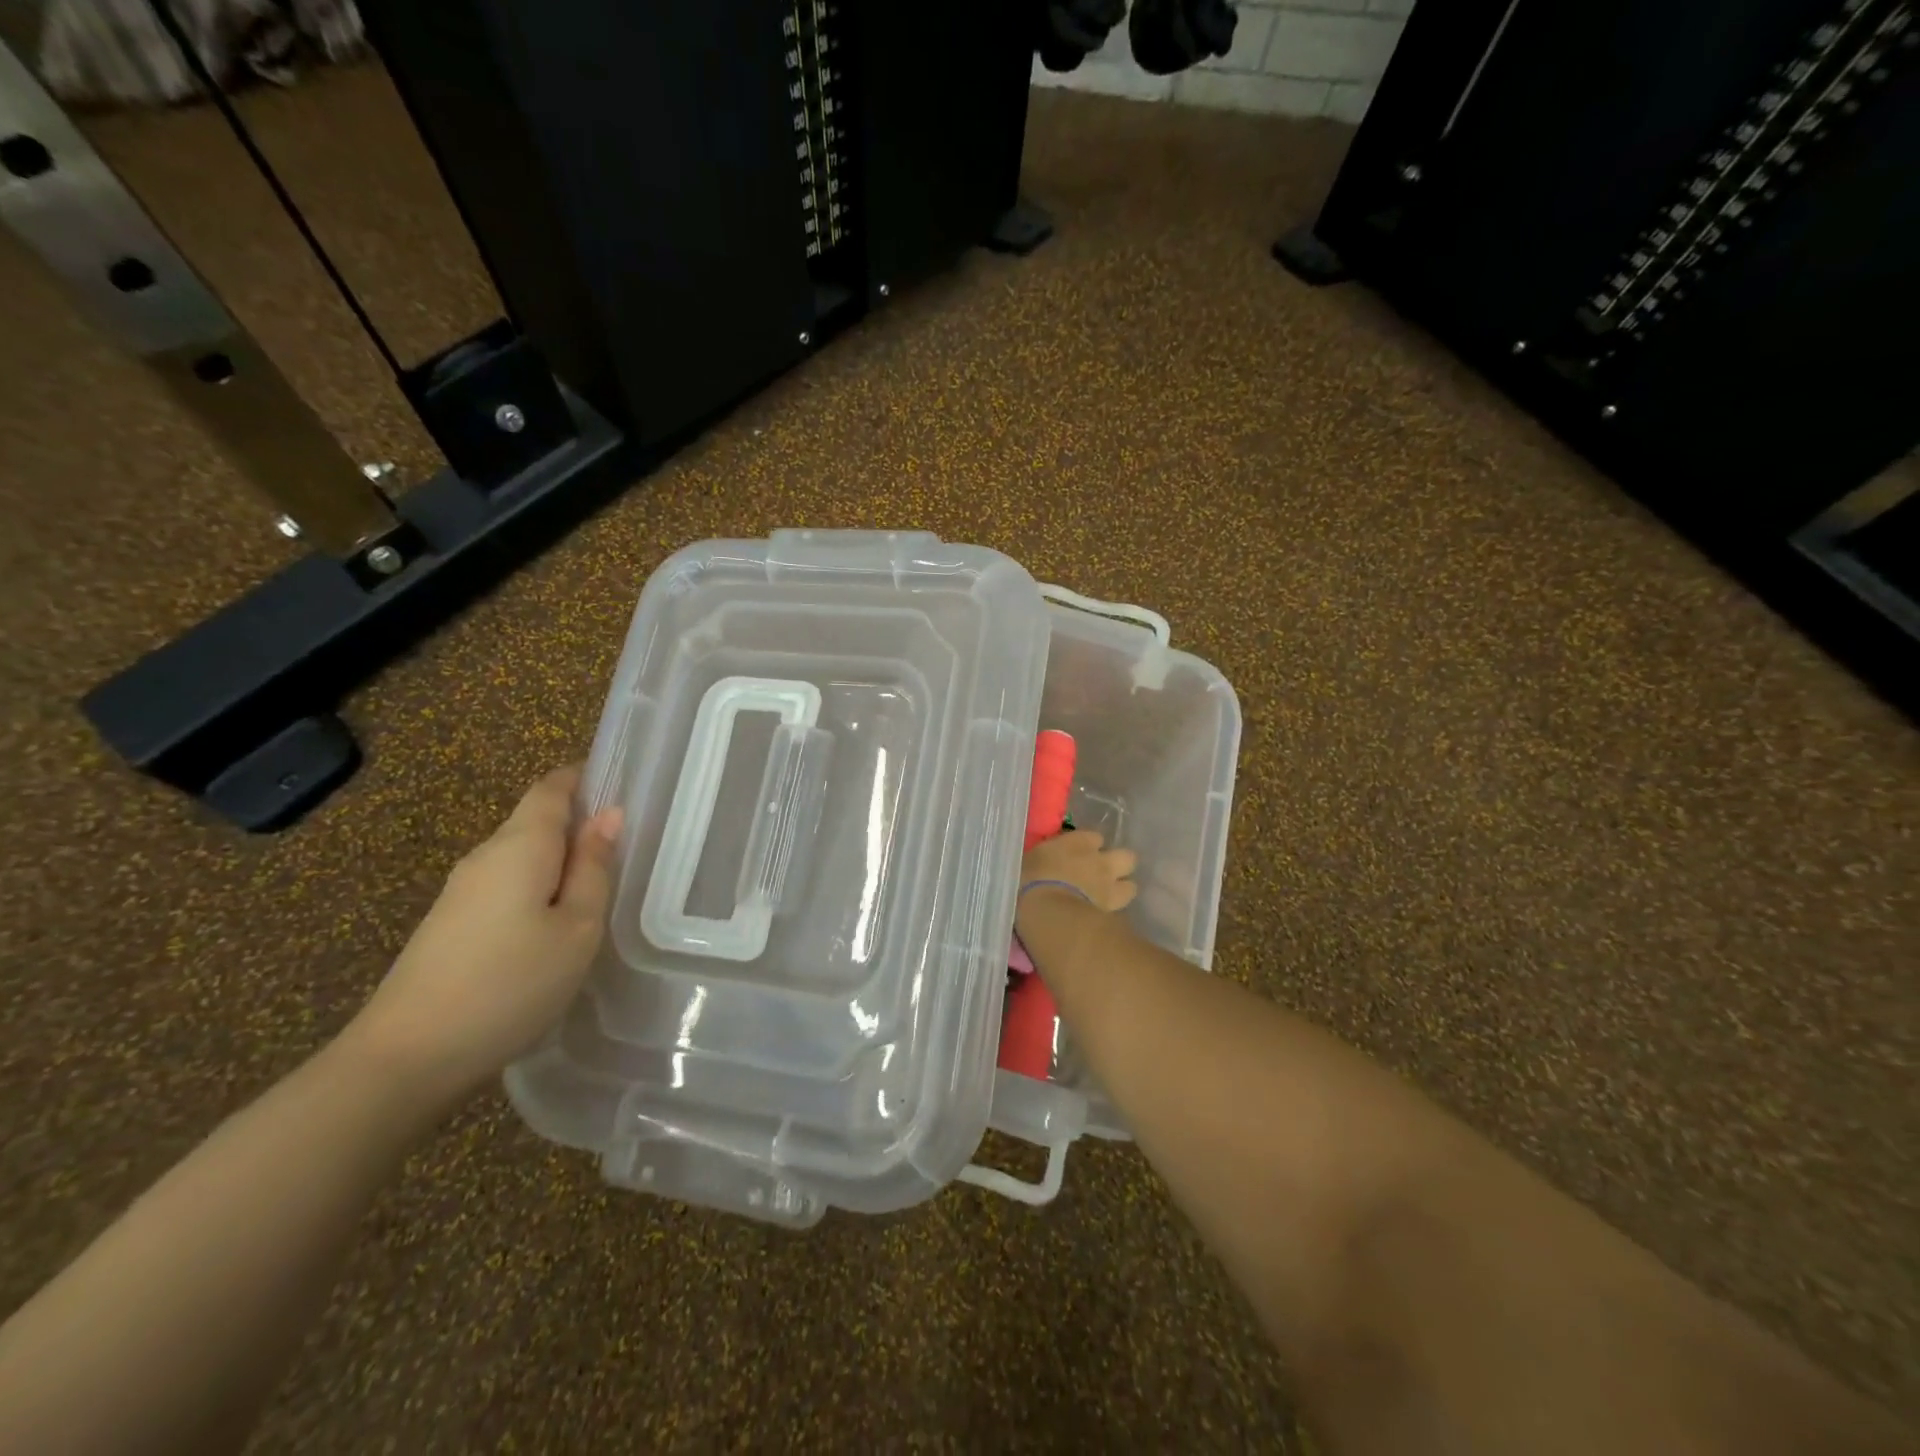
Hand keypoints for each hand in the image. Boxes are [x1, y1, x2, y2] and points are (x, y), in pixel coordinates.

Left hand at [345, 765, 622, 1105]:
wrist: (405, 1058)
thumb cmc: (510, 983)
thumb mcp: (576, 928)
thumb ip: (594, 868)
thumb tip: (609, 816)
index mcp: (520, 845)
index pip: (552, 786)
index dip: (586, 777)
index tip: (624, 787)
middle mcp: (486, 856)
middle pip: (537, 820)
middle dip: (581, 825)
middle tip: (629, 852)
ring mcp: (462, 892)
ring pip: (523, 858)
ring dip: (562, 863)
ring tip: (601, 893)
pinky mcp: (451, 924)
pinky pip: (507, 887)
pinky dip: (539, 890)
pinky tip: (556, 928)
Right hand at [1019, 830, 1138, 913]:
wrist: (1048, 912)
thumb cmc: (1029, 880)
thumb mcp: (1029, 860)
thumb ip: (1044, 858)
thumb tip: (1044, 860)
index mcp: (1079, 842)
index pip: (1094, 837)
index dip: (1090, 847)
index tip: (1079, 855)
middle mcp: (1100, 860)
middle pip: (1126, 857)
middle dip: (1118, 864)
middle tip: (1102, 875)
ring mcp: (1110, 886)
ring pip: (1131, 886)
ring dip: (1121, 890)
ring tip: (1107, 899)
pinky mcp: (1114, 912)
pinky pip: (1121, 911)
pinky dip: (1115, 914)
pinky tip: (1103, 919)